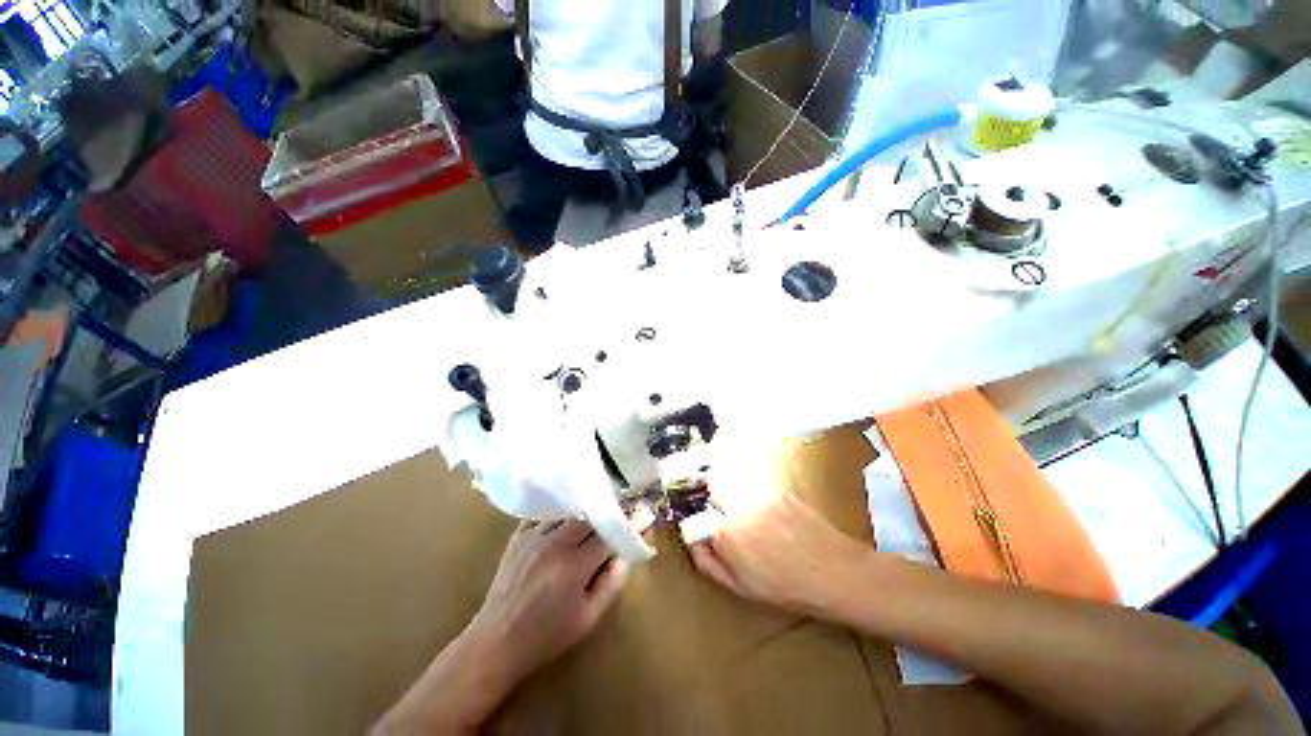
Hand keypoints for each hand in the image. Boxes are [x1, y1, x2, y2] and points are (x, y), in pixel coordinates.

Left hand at [469, 519, 629, 684]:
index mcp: (574, 565)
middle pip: (590, 517)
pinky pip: (546, 515)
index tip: (642, 515)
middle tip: (616, 518)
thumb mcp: (588, 617)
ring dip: (584, 514)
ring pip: (569, 512)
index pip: (608, 534)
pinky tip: (565, 522)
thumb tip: (625, 555)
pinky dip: (560, 515)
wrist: (496, 641)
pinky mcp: (519, 536)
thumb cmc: (547, 635)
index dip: (627, 525)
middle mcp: (556, 543)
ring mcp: (534, 536)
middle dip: (606, 516)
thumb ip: (611, 583)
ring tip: (594, 518)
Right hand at [686, 449, 870, 617]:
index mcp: (727, 535)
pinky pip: (753, 482)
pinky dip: (749, 489)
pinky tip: (763, 509)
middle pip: (711, 486)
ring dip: (728, 489)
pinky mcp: (777, 488)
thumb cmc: (787, 588)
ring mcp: (760, 494)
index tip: (699, 529)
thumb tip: (693, 545)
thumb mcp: (742, 589)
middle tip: (718, 512)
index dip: (694, 523)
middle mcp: (739, 508)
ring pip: (732, 479)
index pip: (695, 517)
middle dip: (710, 497)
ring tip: (740, 509)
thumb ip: (709, 564)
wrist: (835, 572)